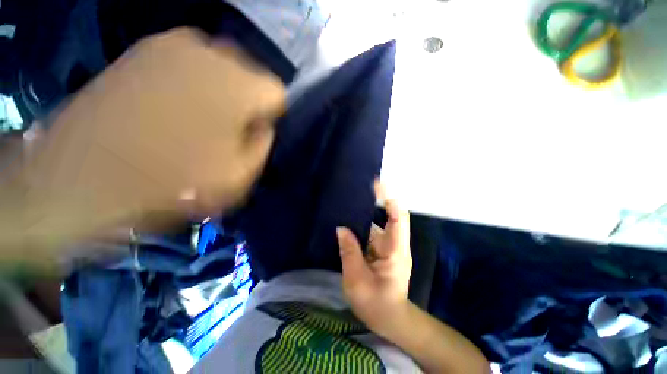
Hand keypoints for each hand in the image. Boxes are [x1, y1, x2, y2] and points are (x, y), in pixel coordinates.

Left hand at [3, 27, 284, 262]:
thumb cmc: (173, 182)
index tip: (257, 133)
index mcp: (238, 86)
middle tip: (233, 129)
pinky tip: (178, 109)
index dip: (273, 115)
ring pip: (221, 67)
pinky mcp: (142, 51)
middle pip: (251, 75)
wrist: (81, 179)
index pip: (277, 91)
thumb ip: (263, 145)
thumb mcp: (240, 175)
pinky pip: (189, 64)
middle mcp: (208, 52)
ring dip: (222, 93)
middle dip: (249, 102)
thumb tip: (262, 125)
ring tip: (205, 121)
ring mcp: (169, 45)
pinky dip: (194, 84)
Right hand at [336, 181, 411, 332]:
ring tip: (346, 208)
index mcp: (395, 249)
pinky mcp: (382, 252)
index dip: (389, 198)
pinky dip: (360, 229)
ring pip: (376, 226)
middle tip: (354, 193)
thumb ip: (349, 252)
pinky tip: (347, 226)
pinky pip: (371, 235)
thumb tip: (341, 228)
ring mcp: (388, 247)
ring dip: (363, 218)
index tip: (376, 185)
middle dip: (372, 204)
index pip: (398, 217)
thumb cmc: (376, 304)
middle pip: (387, 217)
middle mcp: (394, 244)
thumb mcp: (357, 279)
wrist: (390, 319)